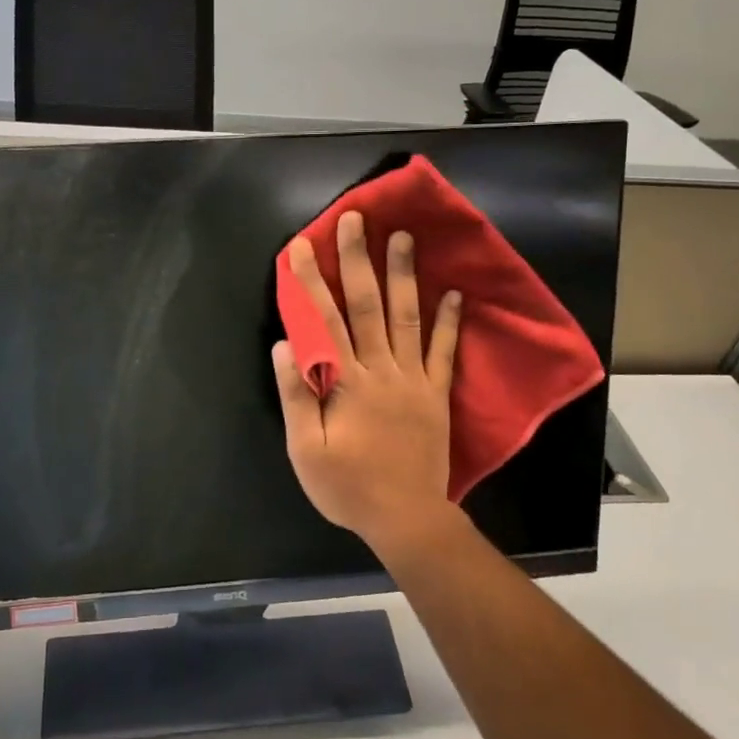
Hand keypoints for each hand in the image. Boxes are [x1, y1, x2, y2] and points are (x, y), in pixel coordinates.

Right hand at [272, 211, 463, 555]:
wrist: (407, 518)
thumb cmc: (348, 486)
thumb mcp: (306, 450)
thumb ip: (296, 395)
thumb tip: (285, 345)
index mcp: (347, 381)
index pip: (324, 320)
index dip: (311, 280)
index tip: (302, 245)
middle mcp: (382, 369)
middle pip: (367, 305)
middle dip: (358, 259)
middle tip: (357, 219)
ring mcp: (414, 379)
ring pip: (407, 317)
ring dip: (403, 275)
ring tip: (403, 237)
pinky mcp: (436, 394)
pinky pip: (444, 352)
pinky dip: (448, 321)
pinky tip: (453, 292)